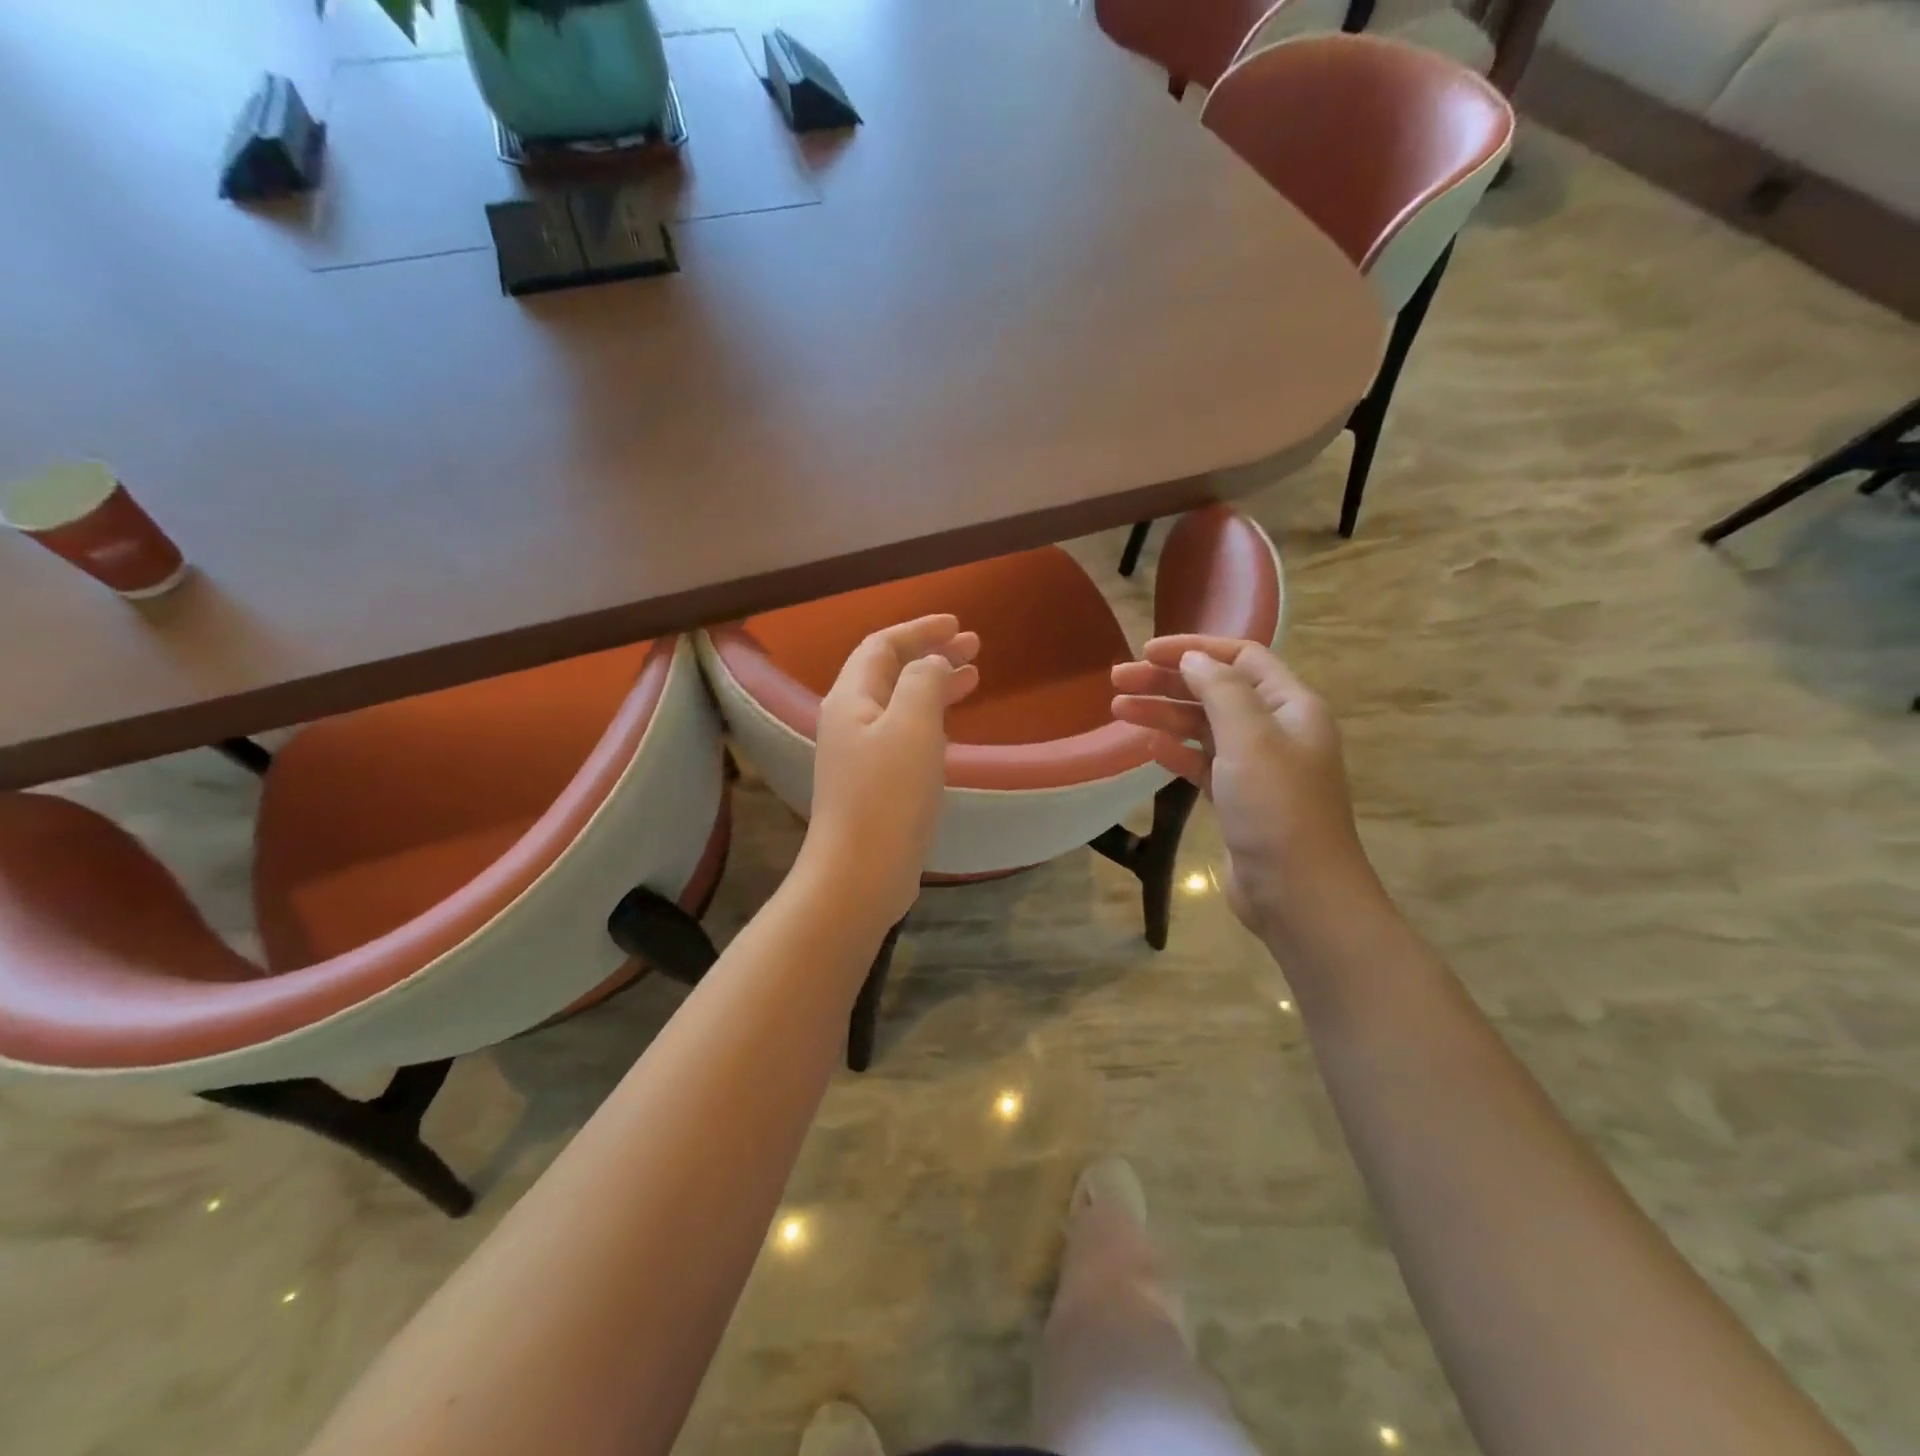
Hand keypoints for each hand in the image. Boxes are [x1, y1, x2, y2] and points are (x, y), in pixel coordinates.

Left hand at [800, 614, 980, 925]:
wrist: (860, 874)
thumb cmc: (888, 795)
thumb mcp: (912, 726)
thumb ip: (923, 681)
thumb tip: (931, 663)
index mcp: (851, 699)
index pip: (882, 645)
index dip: (919, 629)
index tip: (957, 624)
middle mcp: (850, 720)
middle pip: (890, 671)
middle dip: (931, 653)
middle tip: (974, 646)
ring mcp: (860, 754)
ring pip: (899, 703)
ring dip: (934, 684)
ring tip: (973, 677)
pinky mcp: (874, 783)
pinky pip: (904, 733)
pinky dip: (930, 718)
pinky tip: (951, 725)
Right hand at [1112, 636, 1382, 955]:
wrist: (1297, 893)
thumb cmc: (1276, 807)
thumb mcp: (1250, 738)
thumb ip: (1220, 690)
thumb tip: (1193, 659)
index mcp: (1291, 706)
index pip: (1241, 658)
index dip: (1194, 648)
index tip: (1146, 651)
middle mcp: (1276, 730)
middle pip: (1216, 691)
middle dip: (1167, 681)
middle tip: (1118, 679)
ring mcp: (1257, 767)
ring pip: (1204, 727)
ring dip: (1163, 714)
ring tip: (1117, 709)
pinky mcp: (1238, 799)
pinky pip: (1202, 763)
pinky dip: (1176, 750)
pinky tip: (1148, 746)